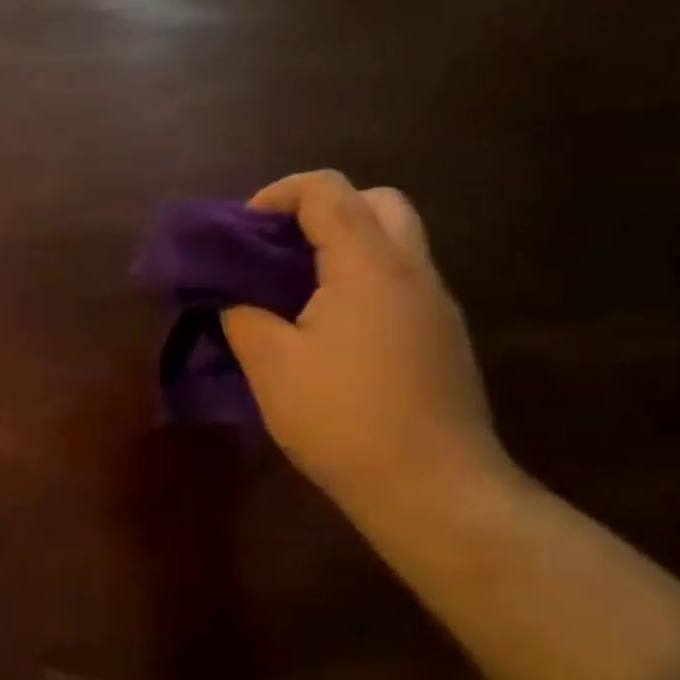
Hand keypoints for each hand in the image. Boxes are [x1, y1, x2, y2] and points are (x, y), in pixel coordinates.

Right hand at [222, 171, 511, 521]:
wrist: (435, 490)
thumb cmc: (344, 420)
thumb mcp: (271, 367)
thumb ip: (244, 317)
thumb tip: (234, 300)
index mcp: (367, 265)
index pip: (327, 189)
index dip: (278, 194)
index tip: (244, 230)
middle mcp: (412, 269)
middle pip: (376, 201)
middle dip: (323, 209)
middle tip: (282, 249)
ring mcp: (437, 303)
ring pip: (397, 240)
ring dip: (347, 244)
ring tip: (300, 289)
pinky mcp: (445, 336)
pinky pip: (403, 280)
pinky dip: (366, 278)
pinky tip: (334, 329)